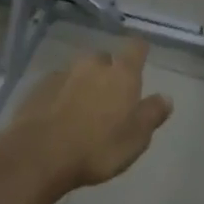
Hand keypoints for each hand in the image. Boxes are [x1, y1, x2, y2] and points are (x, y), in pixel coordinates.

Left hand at [0, 40, 172, 193]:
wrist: (38, 155)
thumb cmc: (97, 147)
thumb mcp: (136, 138)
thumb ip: (152, 114)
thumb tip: (166, 97)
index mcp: (121, 74)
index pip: (136, 48)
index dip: (139, 51)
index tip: (141, 57)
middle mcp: (92, 65)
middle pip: (104, 60)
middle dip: (108, 72)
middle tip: (110, 97)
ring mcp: (62, 74)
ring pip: (78, 73)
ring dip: (83, 84)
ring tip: (83, 110)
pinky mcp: (37, 88)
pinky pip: (56, 86)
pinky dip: (61, 95)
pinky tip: (59, 117)